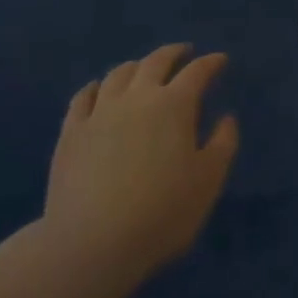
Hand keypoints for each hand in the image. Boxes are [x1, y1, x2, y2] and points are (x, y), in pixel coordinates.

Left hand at [41, 44, 239, 294]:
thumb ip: (223, 144)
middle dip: (173, 53)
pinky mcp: (71, 132)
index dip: (211, 63)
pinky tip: (97, 89)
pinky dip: (95, 87)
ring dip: (136, 66)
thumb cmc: (162, 213)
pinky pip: (83, 98)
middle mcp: (137, 97)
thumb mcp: (208, 181)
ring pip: (119, 74)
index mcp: (174, 105)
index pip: (197, 72)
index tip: (220, 60)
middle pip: (156, 62)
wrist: (92, 244)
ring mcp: (100, 112)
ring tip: (143, 69)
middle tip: (184, 52)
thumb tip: (226, 117)